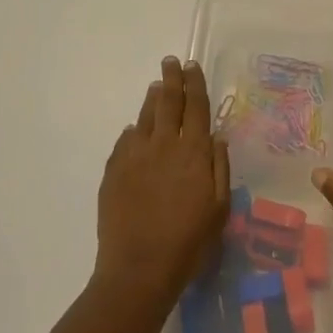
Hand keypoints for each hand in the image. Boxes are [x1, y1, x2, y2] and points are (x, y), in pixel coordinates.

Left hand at [94, 56, 229, 310]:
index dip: (195, 83)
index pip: (195, 106)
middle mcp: (163, 145)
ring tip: (156, 86)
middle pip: (168, 102)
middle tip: (171, 62)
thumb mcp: (219, 209)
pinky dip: (134, 130)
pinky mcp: (113, 171)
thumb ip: (219, 168)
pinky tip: (135, 130)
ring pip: (145, 116)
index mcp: (193, 152)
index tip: (192, 65)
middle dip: (171, 79)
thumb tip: (215, 137)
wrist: (138, 270)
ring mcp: (135, 156)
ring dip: (152, 98)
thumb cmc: (188, 243)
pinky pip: (125, 140)